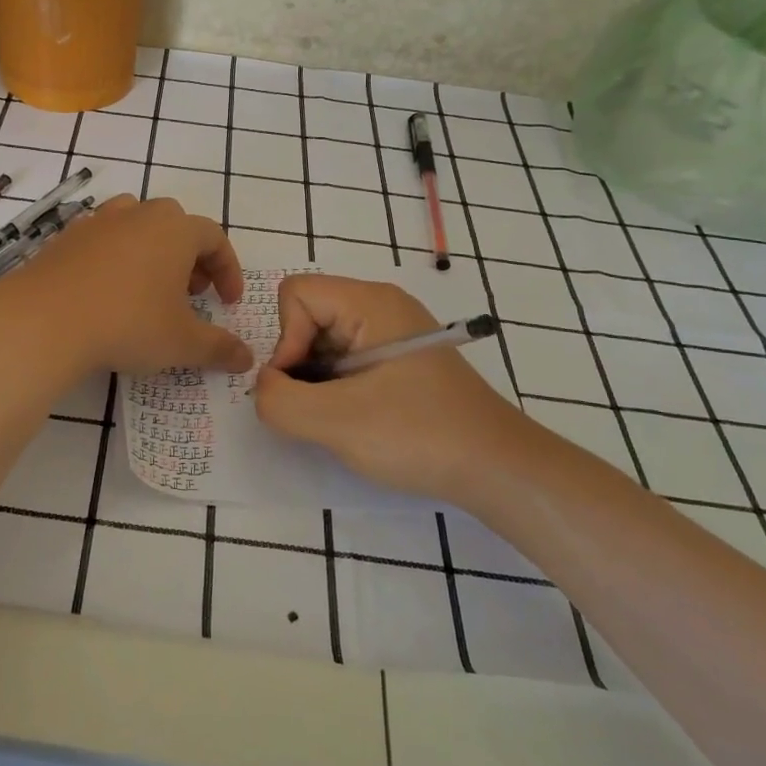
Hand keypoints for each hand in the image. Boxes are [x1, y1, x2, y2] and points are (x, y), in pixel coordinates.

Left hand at [0, 195, 253, 377]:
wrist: (44, 319)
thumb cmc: (127, 323)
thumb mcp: (181, 343)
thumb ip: (218, 348)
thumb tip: (246, 358)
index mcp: (175, 230)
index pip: (214, 238)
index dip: (227, 269)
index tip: (227, 301)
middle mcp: (139, 215)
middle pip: (175, 224)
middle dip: (190, 256)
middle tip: (190, 292)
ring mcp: (98, 221)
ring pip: (136, 223)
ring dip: (151, 249)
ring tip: (149, 286)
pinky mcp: (66, 237)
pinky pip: (102, 238)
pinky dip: (115, 257)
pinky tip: (109, 291)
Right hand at [254, 274, 524, 503]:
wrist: (500, 470)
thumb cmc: (420, 435)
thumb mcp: (337, 422)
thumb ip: (280, 401)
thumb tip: (264, 388)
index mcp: (371, 302)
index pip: (296, 294)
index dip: (286, 339)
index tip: (301, 386)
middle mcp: (381, 307)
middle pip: (308, 316)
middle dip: (299, 363)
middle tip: (318, 409)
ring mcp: (393, 335)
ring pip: (324, 342)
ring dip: (316, 381)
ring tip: (338, 419)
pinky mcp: (400, 363)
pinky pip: (346, 361)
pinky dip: (336, 389)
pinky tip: (355, 421)